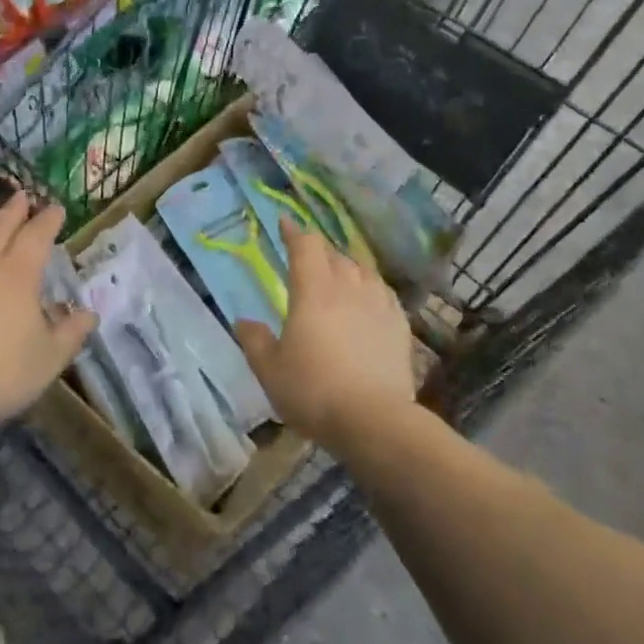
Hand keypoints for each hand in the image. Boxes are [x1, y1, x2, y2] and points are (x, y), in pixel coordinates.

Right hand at [234, 219, 416, 454]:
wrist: (374, 420)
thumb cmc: (313, 391)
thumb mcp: (270, 370)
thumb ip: (255, 340)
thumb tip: (244, 321)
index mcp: (313, 291)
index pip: (305, 246)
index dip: (294, 232)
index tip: (285, 223)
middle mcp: (348, 288)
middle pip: (334, 254)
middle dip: (318, 250)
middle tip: (307, 256)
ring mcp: (378, 304)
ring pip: (362, 270)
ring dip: (346, 266)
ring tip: (338, 274)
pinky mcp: (399, 325)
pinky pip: (383, 292)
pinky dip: (371, 287)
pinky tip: (368, 298)